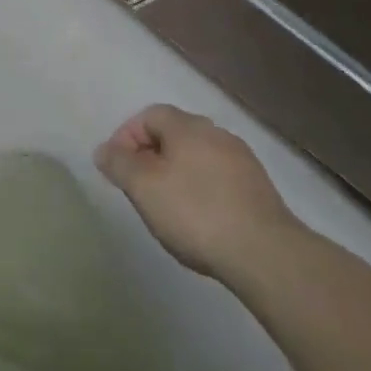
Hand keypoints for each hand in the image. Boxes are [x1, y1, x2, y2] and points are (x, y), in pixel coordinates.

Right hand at [95, 104, 299, 279]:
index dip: (127, 137)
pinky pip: (220, 179)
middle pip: (174, 134)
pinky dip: (203, 190)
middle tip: (140, 187)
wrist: (267, 255)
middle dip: (152, 156)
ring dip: (178, 174)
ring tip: (169, 207)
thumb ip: (118, 164)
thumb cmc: (196, 213)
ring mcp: (243, 161)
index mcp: (187, 126)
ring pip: (198, 157)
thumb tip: (103, 150)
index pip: (149, 115)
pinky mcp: (260, 190)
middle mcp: (216, 133)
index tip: (118, 168)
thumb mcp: (143, 188)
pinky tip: (201, 220)